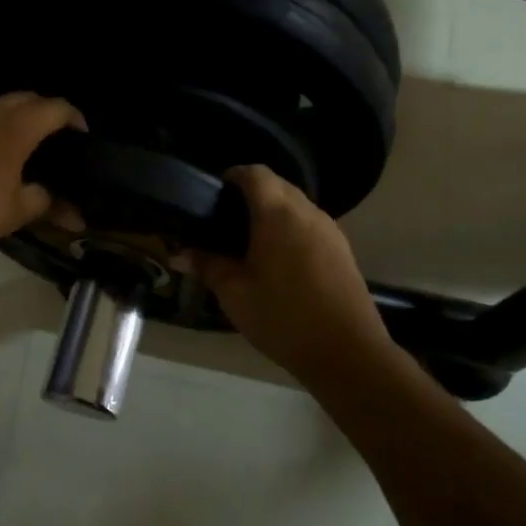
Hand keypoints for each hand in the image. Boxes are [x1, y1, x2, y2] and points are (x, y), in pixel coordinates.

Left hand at [0, 93, 84, 266]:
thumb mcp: (17, 210)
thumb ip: (46, 201)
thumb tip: (68, 208)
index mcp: (15, 125)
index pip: (55, 108)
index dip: (74, 118)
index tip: (84, 135)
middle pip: (26, 99)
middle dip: (46, 113)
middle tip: (57, 139)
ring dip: (16, 118)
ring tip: (25, 147)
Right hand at [188, 166, 394, 383]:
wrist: (346, 352)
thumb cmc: (283, 317)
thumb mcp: (234, 293)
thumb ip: (207, 266)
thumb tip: (179, 254)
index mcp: (278, 214)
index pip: (255, 173)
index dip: (232, 176)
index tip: (212, 194)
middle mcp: (308, 213)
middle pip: (278, 185)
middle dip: (251, 194)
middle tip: (224, 221)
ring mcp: (330, 231)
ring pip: (297, 205)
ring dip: (273, 213)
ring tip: (248, 242)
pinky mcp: (342, 250)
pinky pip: (310, 225)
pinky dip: (290, 229)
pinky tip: (277, 261)